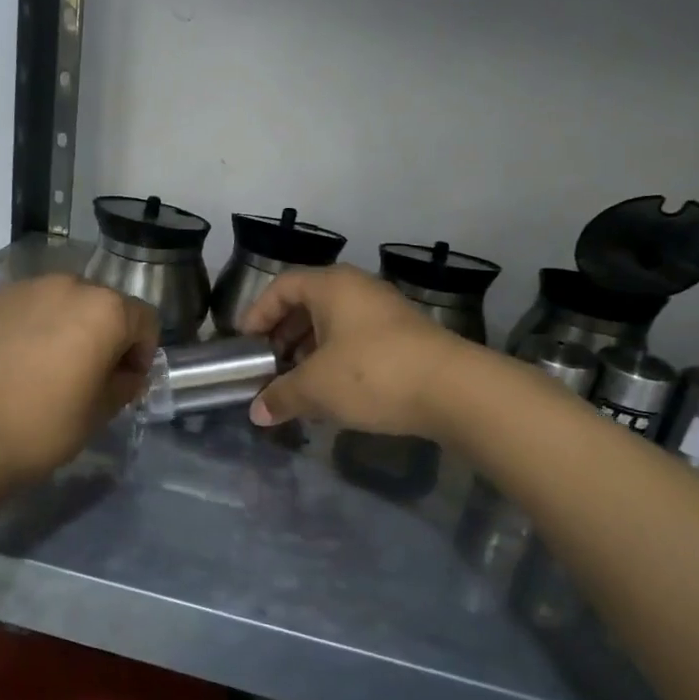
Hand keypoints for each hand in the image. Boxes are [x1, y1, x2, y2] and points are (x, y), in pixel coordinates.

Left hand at [0, 274, 158, 483]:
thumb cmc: (42, 425)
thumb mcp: (100, 413)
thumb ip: (124, 384)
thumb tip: (125, 374)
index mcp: (106, 310)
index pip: (145, 321)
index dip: (142, 354)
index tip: (125, 383)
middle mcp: (70, 286)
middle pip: (105, 306)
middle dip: (107, 336)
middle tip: (90, 376)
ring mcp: (27, 288)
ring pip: (66, 303)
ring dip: (71, 327)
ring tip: (52, 367)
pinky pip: (32, 307)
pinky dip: (38, 326)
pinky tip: (21, 361)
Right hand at [238, 265, 468, 435]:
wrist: (453, 390)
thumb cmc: (372, 374)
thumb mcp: (316, 387)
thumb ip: (281, 396)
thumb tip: (256, 413)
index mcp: (332, 286)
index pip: (282, 286)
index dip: (257, 313)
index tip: (245, 343)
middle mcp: (358, 289)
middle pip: (308, 305)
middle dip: (283, 336)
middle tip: (269, 367)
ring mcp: (385, 312)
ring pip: (334, 325)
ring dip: (309, 352)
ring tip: (296, 385)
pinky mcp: (405, 338)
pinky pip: (357, 341)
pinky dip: (336, 361)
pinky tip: (332, 393)